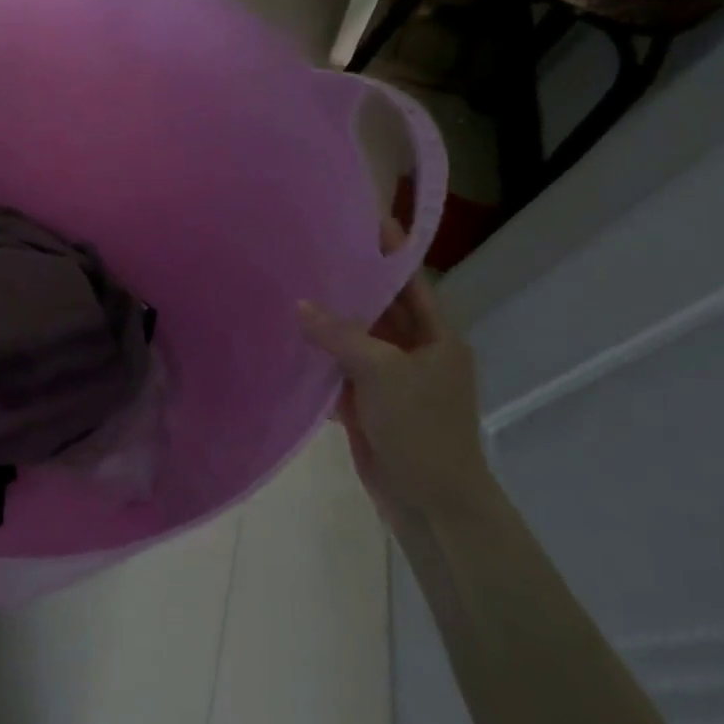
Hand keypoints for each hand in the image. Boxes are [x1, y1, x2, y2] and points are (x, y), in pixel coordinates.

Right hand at [299, 238, 489, 530]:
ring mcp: (390, 380)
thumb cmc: (421, 429)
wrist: (431, 503)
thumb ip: (340, 335)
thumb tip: (300, 305)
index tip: (363, 219)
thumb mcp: (383, 373)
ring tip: (289, 287)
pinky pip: (340, 370)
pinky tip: (287, 341)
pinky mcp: (368, 404)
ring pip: (355, 339)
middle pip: (379, 309)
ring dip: (328, 321)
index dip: (390, 252)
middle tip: (310, 251)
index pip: (410, 283)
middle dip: (349, 284)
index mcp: (436, 339)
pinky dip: (318, 358)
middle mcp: (415, 353)